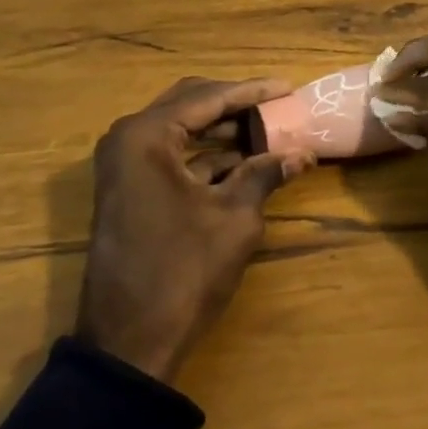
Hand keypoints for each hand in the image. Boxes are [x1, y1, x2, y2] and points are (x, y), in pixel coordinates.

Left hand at [76, 77, 315, 383]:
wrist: (129, 341)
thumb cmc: (183, 271)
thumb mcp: (235, 218)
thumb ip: (266, 174)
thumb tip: (304, 153)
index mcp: (147, 135)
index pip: (208, 97)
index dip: (252, 91)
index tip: (289, 87)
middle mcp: (127, 139)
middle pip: (189, 104)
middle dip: (235, 104)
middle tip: (276, 104)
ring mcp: (123, 165)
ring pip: (179, 130)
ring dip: (221, 130)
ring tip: (267, 131)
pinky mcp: (127, 189)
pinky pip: (170, 155)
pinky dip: (205, 155)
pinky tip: (242, 162)